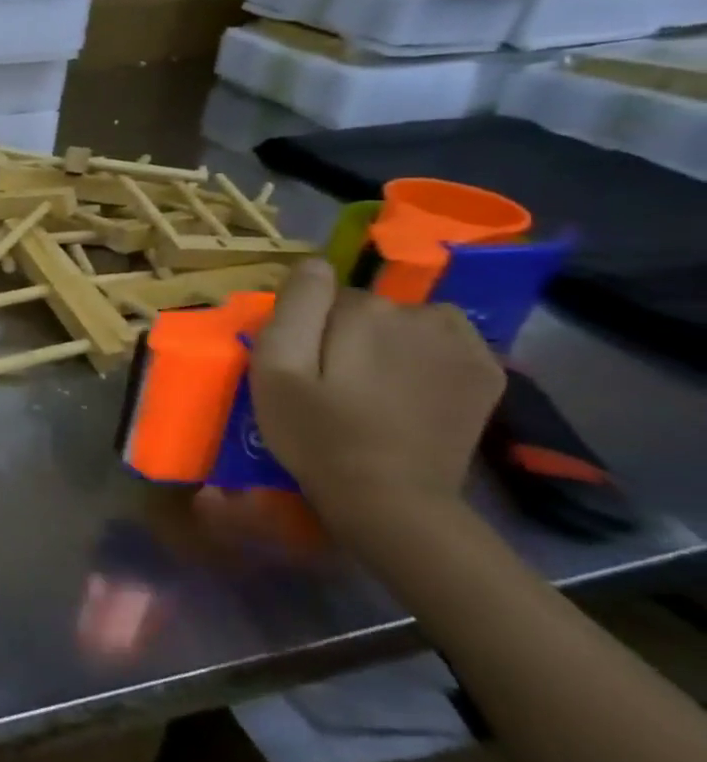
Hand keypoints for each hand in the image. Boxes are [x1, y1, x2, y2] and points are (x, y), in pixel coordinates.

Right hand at [250, 257, 504, 541]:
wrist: (391, 499)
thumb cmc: (317, 433)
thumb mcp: (276, 369)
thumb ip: (294, 308)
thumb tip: (314, 262)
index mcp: (365, 311)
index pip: (326, 294)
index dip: (309, 326)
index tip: (304, 363)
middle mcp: (421, 315)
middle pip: (370, 305)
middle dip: (349, 330)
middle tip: (334, 380)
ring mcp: (463, 344)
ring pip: (411, 319)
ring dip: (392, 338)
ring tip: (376, 382)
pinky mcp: (486, 373)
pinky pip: (448, 340)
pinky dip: (429, 353)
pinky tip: (414, 387)